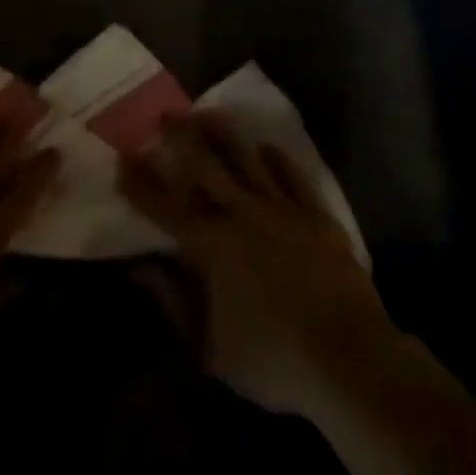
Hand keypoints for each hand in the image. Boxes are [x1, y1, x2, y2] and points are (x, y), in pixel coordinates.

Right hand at [119, 113, 397, 418]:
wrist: (350, 359)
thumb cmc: (273, 362)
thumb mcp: (209, 350)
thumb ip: (171, 304)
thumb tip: (137, 268)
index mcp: (211, 247)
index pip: (166, 206)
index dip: (142, 183)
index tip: (125, 158)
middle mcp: (241, 215)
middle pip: (206, 166)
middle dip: (181, 138)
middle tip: (166, 114)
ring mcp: (282, 210)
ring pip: (247, 160)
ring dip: (224, 135)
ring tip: (207, 112)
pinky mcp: (316, 215)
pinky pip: (292, 176)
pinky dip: (277, 159)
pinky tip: (266, 146)